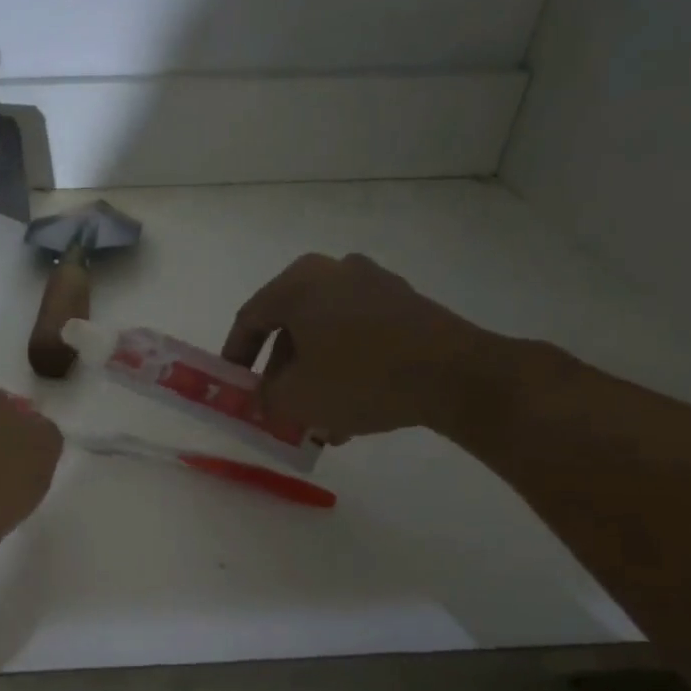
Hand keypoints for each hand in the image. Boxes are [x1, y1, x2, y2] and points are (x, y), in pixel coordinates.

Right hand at [221, 254, 493, 441]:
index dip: (235, 357)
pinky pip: (358, 334)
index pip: (250, 319)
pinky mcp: (406, 303)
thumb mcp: (296, 398)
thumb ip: (264, 398)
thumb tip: (262, 398)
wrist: (457, 375)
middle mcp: (333, 271)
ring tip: (317, 419)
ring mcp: (374, 283)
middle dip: (280, 373)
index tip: (233, 387)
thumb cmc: (360, 378)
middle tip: (277, 406)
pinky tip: (351, 408)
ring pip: (325, 334)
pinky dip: (345, 366)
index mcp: (299, 283)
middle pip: (290, 327)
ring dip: (314, 375)